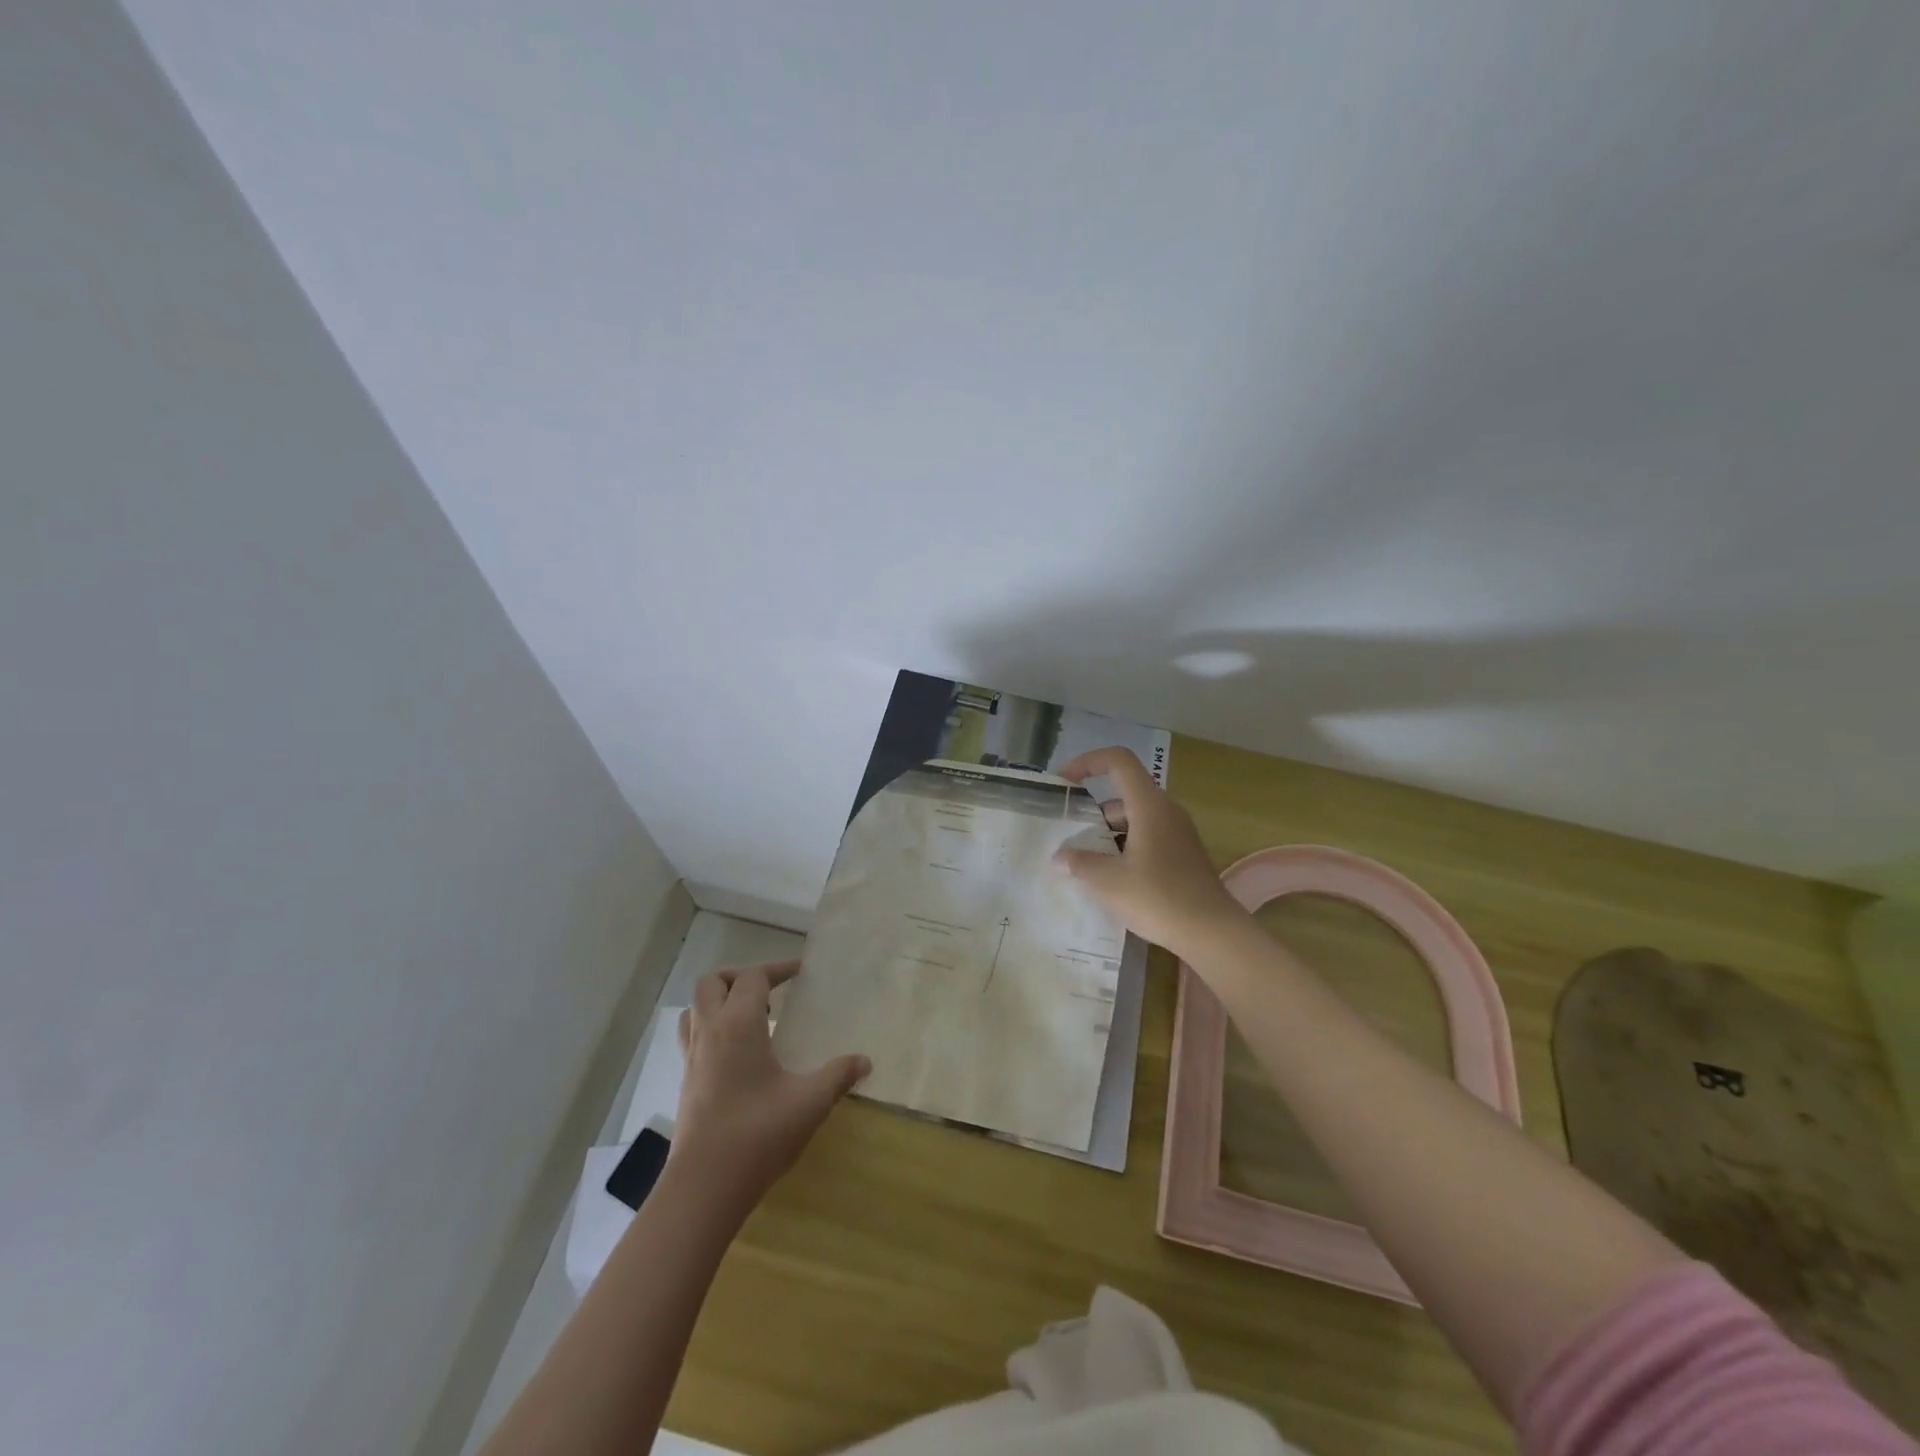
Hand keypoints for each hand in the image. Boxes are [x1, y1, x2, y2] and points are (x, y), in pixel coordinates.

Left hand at [667, 960, 868, 1218]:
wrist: (704, 1186)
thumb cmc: (759, 1133)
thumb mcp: (810, 1102)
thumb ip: (838, 1075)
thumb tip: (864, 1061)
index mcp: (738, 1025)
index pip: (753, 977)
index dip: (777, 969)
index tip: (801, 973)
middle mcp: (710, 1032)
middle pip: (712, 982)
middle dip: (741, 976)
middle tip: (771, 992)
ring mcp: (692, 1057)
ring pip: (695, 1008)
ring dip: (720, 1000)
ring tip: (751, 1017)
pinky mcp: (686, 1082)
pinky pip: (692, 1036)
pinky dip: (712, 1028)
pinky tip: (737, 1053)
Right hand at [1053, 746, 1246, 962]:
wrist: (1213, 933)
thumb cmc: (1158, 898)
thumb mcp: (1108, 882)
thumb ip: (1079, 863)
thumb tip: (1059, 857)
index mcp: (1149, 805)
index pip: (1118, 761)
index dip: (1088, 762)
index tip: (1064, 782)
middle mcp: (1166, 811)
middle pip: (1124, 793)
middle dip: (1092, 810)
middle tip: (1068, 834)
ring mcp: (1178, 833)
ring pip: (1135, 818)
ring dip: (1107, 833)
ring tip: (1083, 861)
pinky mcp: (1184, 855)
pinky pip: (1148, 837)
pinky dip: (1125, 847)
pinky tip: (1111, 878)